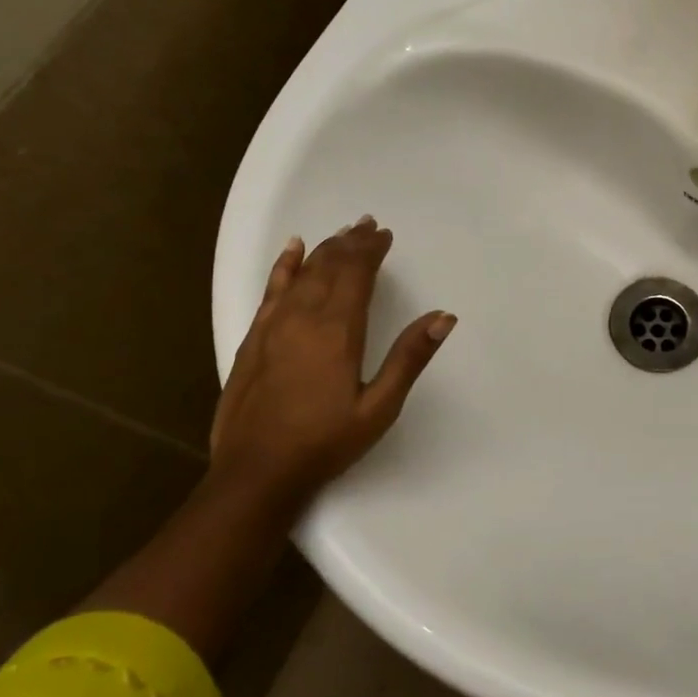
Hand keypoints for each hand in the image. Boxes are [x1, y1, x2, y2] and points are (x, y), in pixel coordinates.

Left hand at [210, 216, 454, 506]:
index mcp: (338, 330)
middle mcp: (304, 317)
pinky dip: (284, 265)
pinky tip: (292, 250)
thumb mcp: (379, 407)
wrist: (256, 471)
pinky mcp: (254, 337)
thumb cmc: (325, 442)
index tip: (385, 235)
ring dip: (324, 249)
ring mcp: (274, 325)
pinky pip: (272, 288)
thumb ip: (409, 358)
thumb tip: (443, 316)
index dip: (371, 250)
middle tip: (368, 225)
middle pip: (330, 266)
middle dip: (351, 242)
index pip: (357, 274)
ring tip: (342, 232)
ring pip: (302, 272)